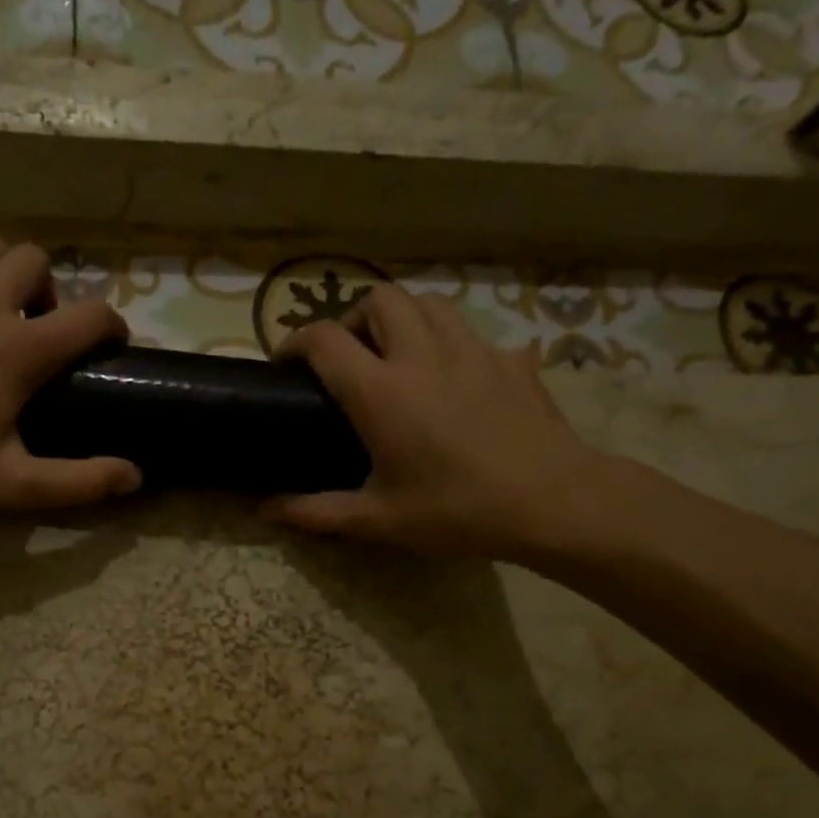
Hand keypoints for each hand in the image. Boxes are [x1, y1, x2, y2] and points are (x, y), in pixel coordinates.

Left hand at [0, 237, 140, 510]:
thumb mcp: (8, 485)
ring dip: (1, 275)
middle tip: (36, 332)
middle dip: (49, 290)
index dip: (112, 325)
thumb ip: (77, 482)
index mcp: (17, 348)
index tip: (111, 345)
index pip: (90, 315)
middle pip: (34, 259)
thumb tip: (134, 476)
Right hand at [265, 285, 608, 561]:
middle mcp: (423, 355)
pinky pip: (471, 333)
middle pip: (379, 298)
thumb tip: (265, 511)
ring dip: (402, 319)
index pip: (324, 339)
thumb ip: (316, 512)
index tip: (286, 363)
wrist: (553, 501)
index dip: (295, 342)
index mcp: (382, 391)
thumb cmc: (457, 511)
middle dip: (353, 318)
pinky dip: (449, 343)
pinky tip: (453, 381)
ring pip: (428, 303)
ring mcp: (473, 350)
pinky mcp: (510, 359)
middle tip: (348, 358)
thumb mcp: (379, 520)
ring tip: (397, 356)